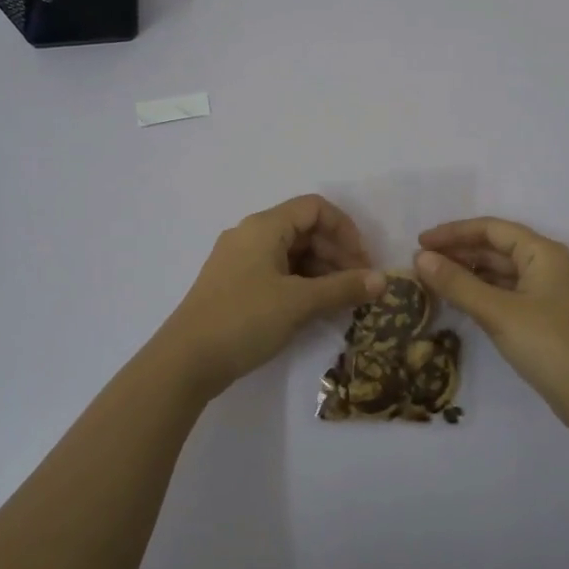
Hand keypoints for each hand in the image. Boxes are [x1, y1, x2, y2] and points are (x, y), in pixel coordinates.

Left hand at [158, 196, 384, 399]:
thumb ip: (344, 288)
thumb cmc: (244, 319)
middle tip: (359, 285)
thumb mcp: (300, 303)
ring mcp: (239, 261)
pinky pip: (276, 272)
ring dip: (321, 271)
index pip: (314, 208)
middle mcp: (250, 235)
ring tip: (342, 300)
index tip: (363, 261)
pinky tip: (315, 308)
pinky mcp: (234, 285)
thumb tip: (384, 280)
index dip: (345, 230)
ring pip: (291, 253)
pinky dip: (301, 283)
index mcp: (264, 226)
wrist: (185, 361)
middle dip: (337, 253)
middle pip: (304, 229)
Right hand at [415, 218, 568, 434]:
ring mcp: (546, 292)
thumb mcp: (498, 312)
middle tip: (420, 263)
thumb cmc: (548, 345)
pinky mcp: (543, 316)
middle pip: (495, 248)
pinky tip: (458, 301)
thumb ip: (457, 283)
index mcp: (542, 252)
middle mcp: (546, 265)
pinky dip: (480, 293)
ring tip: (432, 281)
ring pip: (499, 272)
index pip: (491, 229)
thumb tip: (420, 258)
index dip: (453, 232)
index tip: (420, 242)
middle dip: (458, 252)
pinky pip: (505, 293)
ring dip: (467, 273)